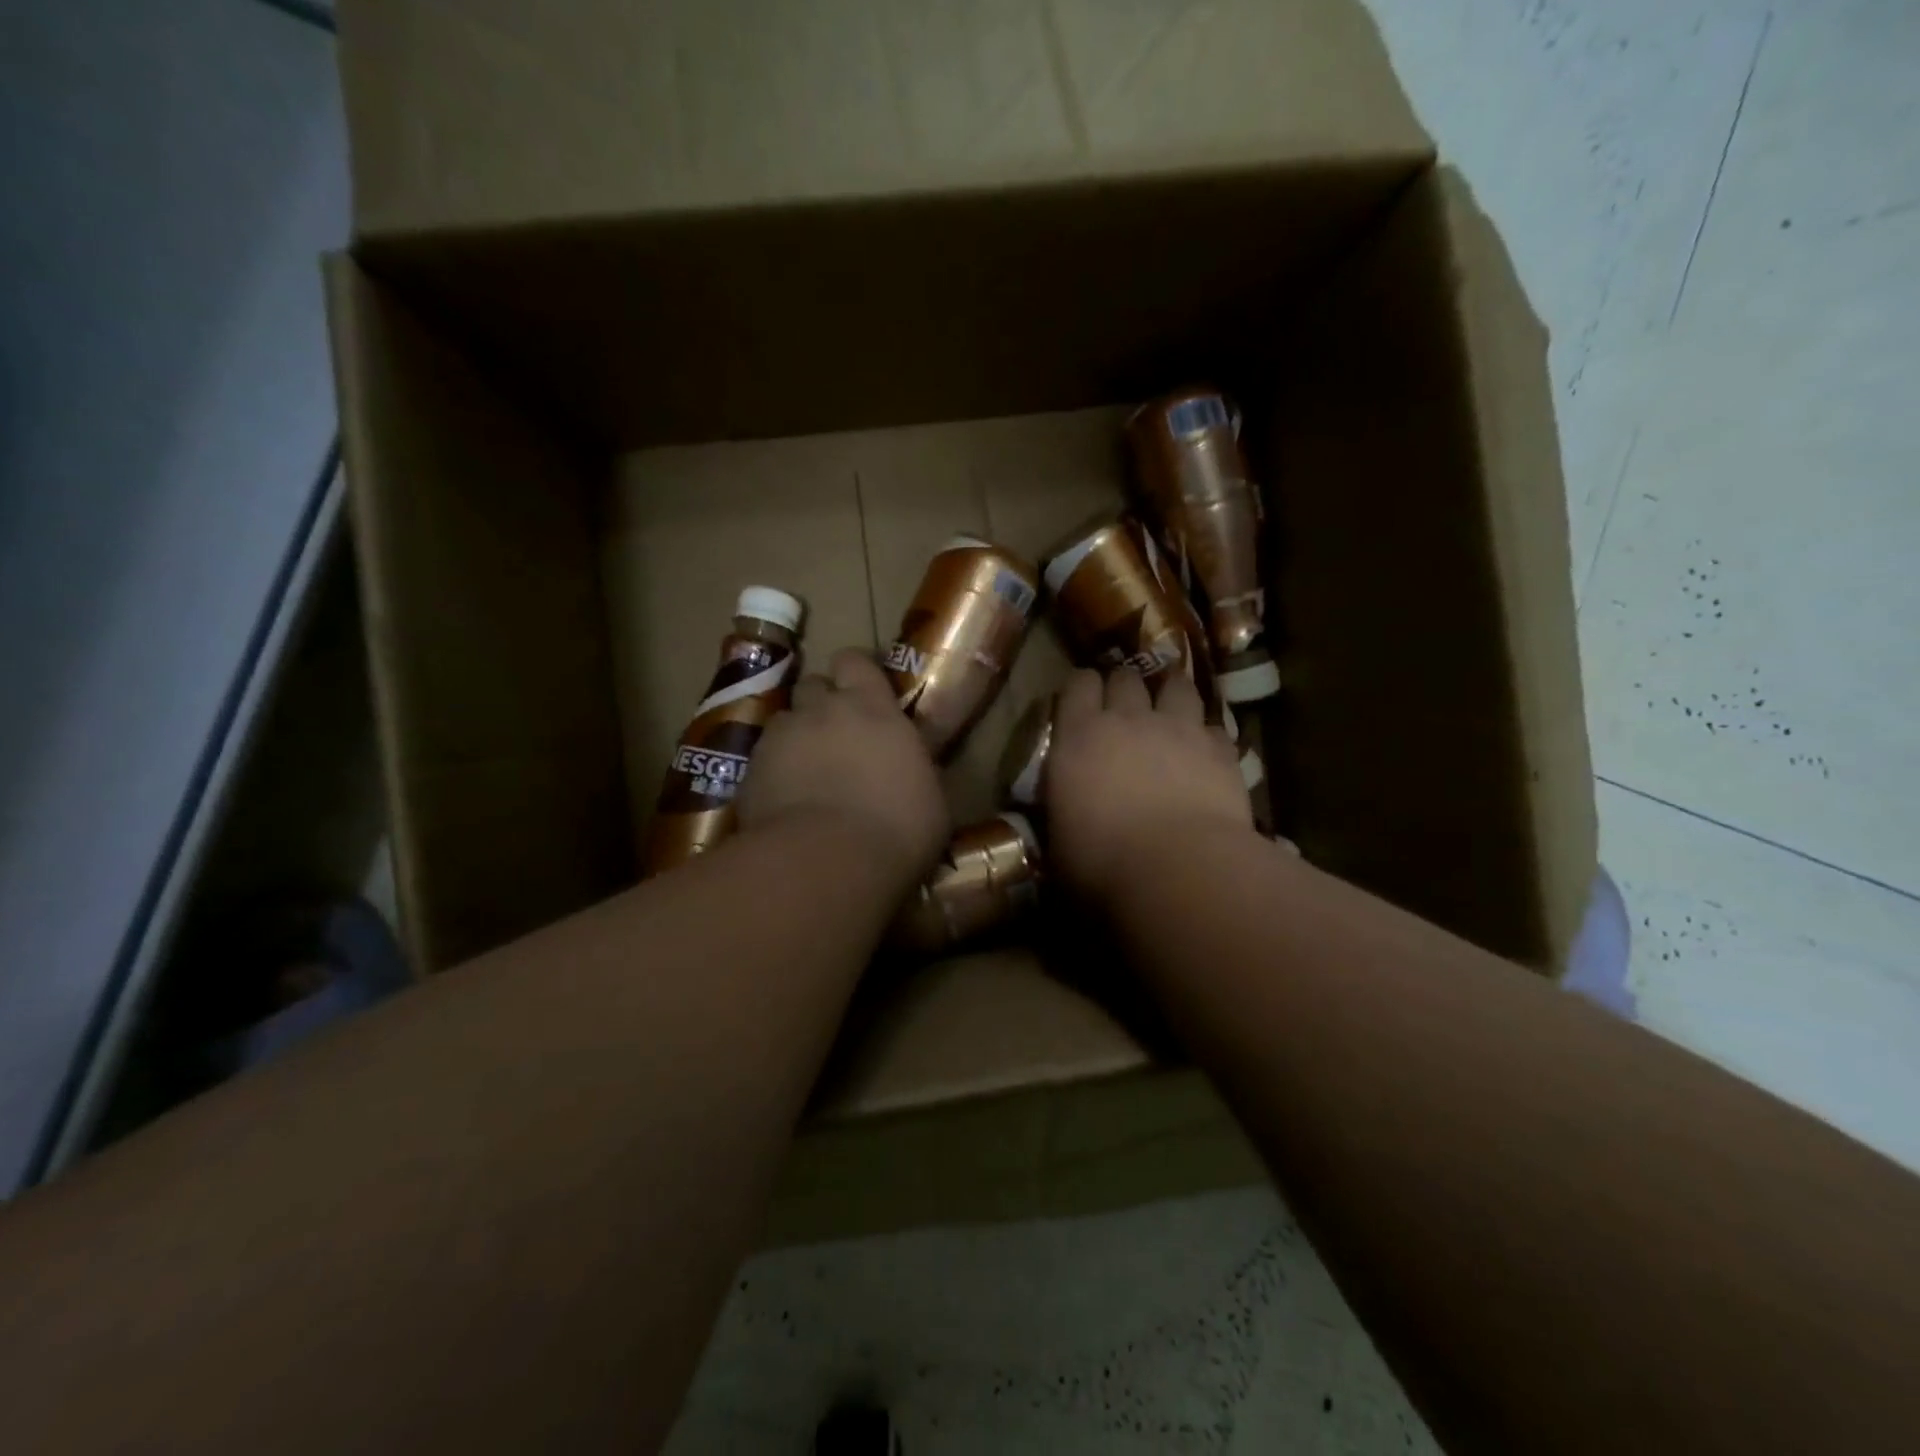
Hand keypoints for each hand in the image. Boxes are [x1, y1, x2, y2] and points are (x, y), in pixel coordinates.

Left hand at [738, 648, 949, 886]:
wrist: (828, 863)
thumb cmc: (898, 828)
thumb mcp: (929, 796)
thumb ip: (913, 767)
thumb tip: (910, 769)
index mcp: (871, 707)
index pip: (855, 660)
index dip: (857, 672)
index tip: (866, 692)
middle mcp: (821, 710)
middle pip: (813, 684)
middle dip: (822, 703)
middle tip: (837, 734)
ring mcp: (780, 739)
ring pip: (785, 722)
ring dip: (797, 738)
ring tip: (808, 773)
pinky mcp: (749, 773)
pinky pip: (762, 760)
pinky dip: (773, 773)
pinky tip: (786, 802)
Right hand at [1046, 666, 1254, 904]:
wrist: (1179, 871)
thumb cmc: (1101, 863)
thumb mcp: (1058, 839)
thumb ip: (1062, 809)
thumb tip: (1065, 809)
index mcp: (1079, 736)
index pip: (1078, 685)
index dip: (1081, 688)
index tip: (1081, 701)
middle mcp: (1128, 719)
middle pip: (1126, 677)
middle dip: (1124, 687)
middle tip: (1124, 709)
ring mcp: (1178, 728)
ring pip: (1177, 685)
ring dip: (1170, 693)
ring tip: (1170, 711)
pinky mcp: (1220, 749)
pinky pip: (1213, 727)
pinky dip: (1207, 736)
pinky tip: (1205, 754)